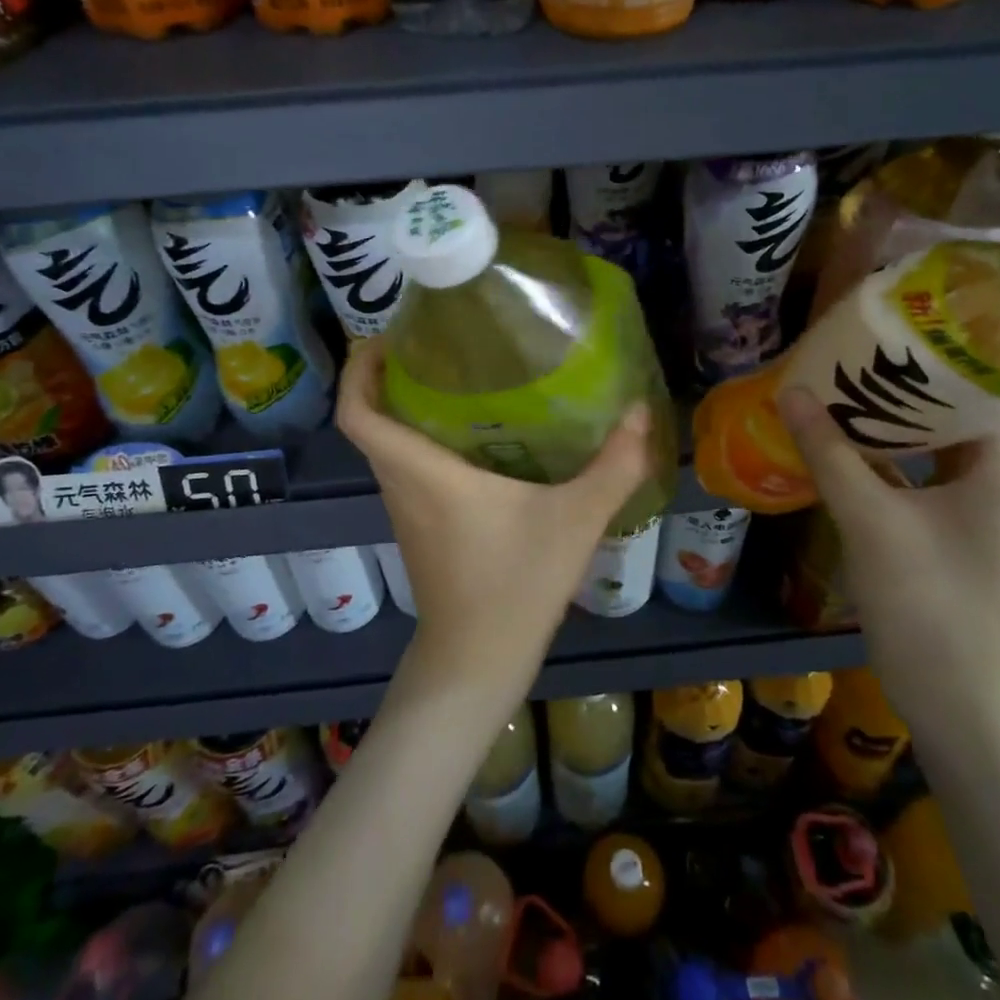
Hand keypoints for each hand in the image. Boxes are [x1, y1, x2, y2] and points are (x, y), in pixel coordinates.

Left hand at [336, 338, 653, 693]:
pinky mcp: (418, 529)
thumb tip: (641, 413)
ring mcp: (406, 511)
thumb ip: (613, 466)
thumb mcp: (575, 521)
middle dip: (387, 377)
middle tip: (433, 344)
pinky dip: (422, 441)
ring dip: (405, 409)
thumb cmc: (516, 586)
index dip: (358, 370)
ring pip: (388, 446)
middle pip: (370, 421)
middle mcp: (402, 485)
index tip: (385, 337)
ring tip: (456, 378)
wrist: (477, 662)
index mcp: (423, 472)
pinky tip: (475, 436)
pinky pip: (406, 469)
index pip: (359, 413)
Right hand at [779, 386, 999, 736]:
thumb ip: (830, 453)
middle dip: (902, 391)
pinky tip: (840, 448)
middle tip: (854, 358)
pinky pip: (913, 483)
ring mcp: (967, 517)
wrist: (947, 698)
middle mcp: (992, 488)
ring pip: (929, 454)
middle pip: (951, 422)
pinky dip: (882, 464)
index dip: (940, 363)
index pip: (980, 397)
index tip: (892, 336)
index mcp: (997, 475)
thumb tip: (794, 392)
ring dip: (888, 428)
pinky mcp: (943, 539)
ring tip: (841, 392)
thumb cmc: (923, 600)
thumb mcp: (869, 519)